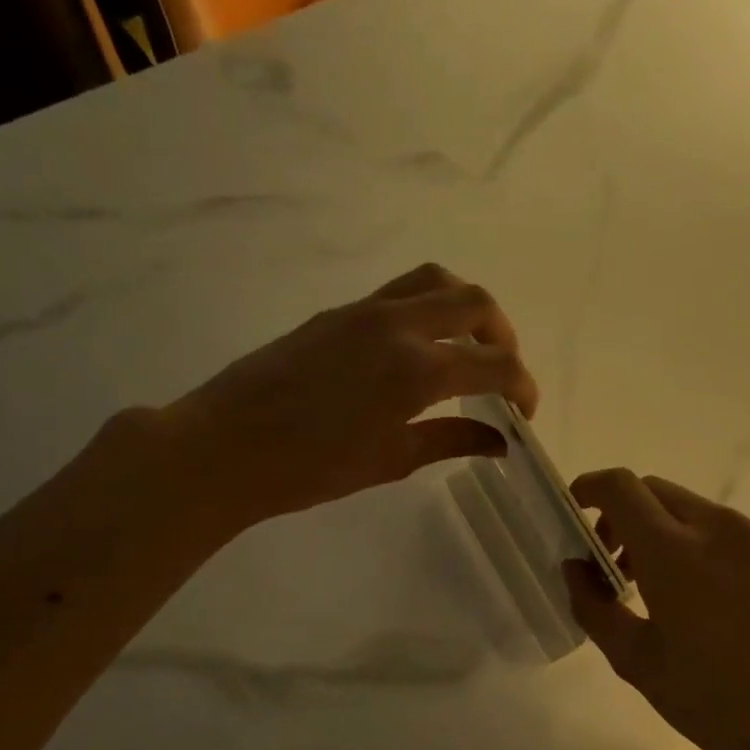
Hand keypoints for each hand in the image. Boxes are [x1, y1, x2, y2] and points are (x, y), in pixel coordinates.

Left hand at [159, 265, 538, 536]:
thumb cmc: (311, 468)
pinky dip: (428, 309)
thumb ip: (451, 440)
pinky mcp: (337, 313)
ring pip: (435, 281)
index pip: (496, 364)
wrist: (224, 447)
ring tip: (466, 347)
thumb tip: (499, 441)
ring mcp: (364, 311)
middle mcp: (398, 325)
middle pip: (475, 302)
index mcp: (417, 370)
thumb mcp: (391, 460)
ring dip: (465, 308)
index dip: (523, 386)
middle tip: (501, 373)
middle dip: (502, 336)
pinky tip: (419, 351)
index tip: (524, 412)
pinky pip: (399, 293)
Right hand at [564, 471, 749, 749]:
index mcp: (675, 551)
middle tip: (613, 566)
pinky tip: (706, 599)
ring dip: (662, 531)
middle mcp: (718, 527)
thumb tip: (576, 569)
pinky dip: (699, 545)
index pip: (622, 488)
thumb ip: (595, 607)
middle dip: (623, 515)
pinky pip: (727, 531)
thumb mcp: (638, 663)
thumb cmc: (717, 701)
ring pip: (692, 509)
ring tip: (658, 588)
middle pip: (655, 491)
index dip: (589, 489)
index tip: (575, 514)